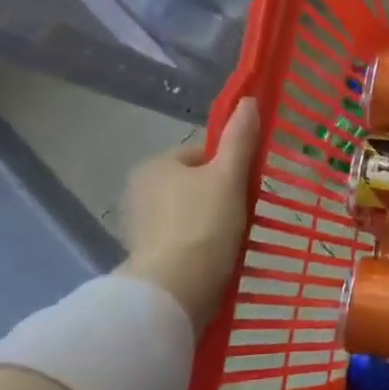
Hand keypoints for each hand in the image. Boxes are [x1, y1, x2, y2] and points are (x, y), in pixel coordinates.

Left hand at [118, 99, 258, 332]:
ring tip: (235, 239)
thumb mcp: (229, 177)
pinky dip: (200, 244)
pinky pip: (182, 239)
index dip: (230, 168)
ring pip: (190, 213)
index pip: (202, 155)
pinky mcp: (147, 255)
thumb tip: (248, 101)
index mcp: (156, 165)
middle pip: (196, 184)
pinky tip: (217, 256)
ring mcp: (141, 225)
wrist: (175, 289)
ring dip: (212, 222)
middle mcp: (140, 190)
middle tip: (245, 215)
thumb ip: (240, 139)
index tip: (247, 188)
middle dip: (221, 197)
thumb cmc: (204, 224)